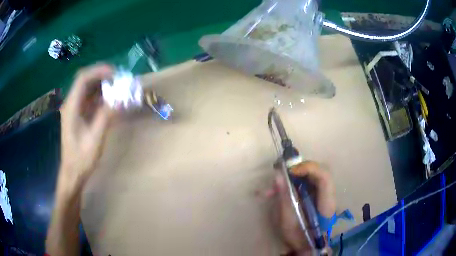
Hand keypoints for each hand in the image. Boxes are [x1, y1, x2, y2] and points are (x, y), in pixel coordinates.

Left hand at [59, 64, 114, 188]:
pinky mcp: (79, 115)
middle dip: (102, 77)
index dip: (98, 71)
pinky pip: (90, 100)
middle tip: (119, 80)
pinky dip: (101, 97)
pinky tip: (110, 101)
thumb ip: (106, 117)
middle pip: (86, 81)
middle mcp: (71, 104)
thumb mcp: (95, 139)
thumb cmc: (81, 158)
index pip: (83, 79)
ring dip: (103, 86)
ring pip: (88, 89)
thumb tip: (121, 99)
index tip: (115, 74)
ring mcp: (74, 109)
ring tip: (118, 89)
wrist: (73, 172)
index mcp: (71, 107)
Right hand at [262, 161, 335, 253]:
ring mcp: (320, 195)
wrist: (304, 246)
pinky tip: (274, 193)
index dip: (308, 168)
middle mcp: (327, 195)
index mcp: (326, 203)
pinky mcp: (312, 196)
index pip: (324, 176)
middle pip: (317, 172)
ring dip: (290, 178)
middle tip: (280, 174)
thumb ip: (285, 196)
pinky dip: (289, 185)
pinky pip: (302, 184)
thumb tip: (278, 175)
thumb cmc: (298, 237)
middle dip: (298, 170)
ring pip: (308, 177)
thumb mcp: (289, 220)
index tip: (290, 172)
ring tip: (271, 189)